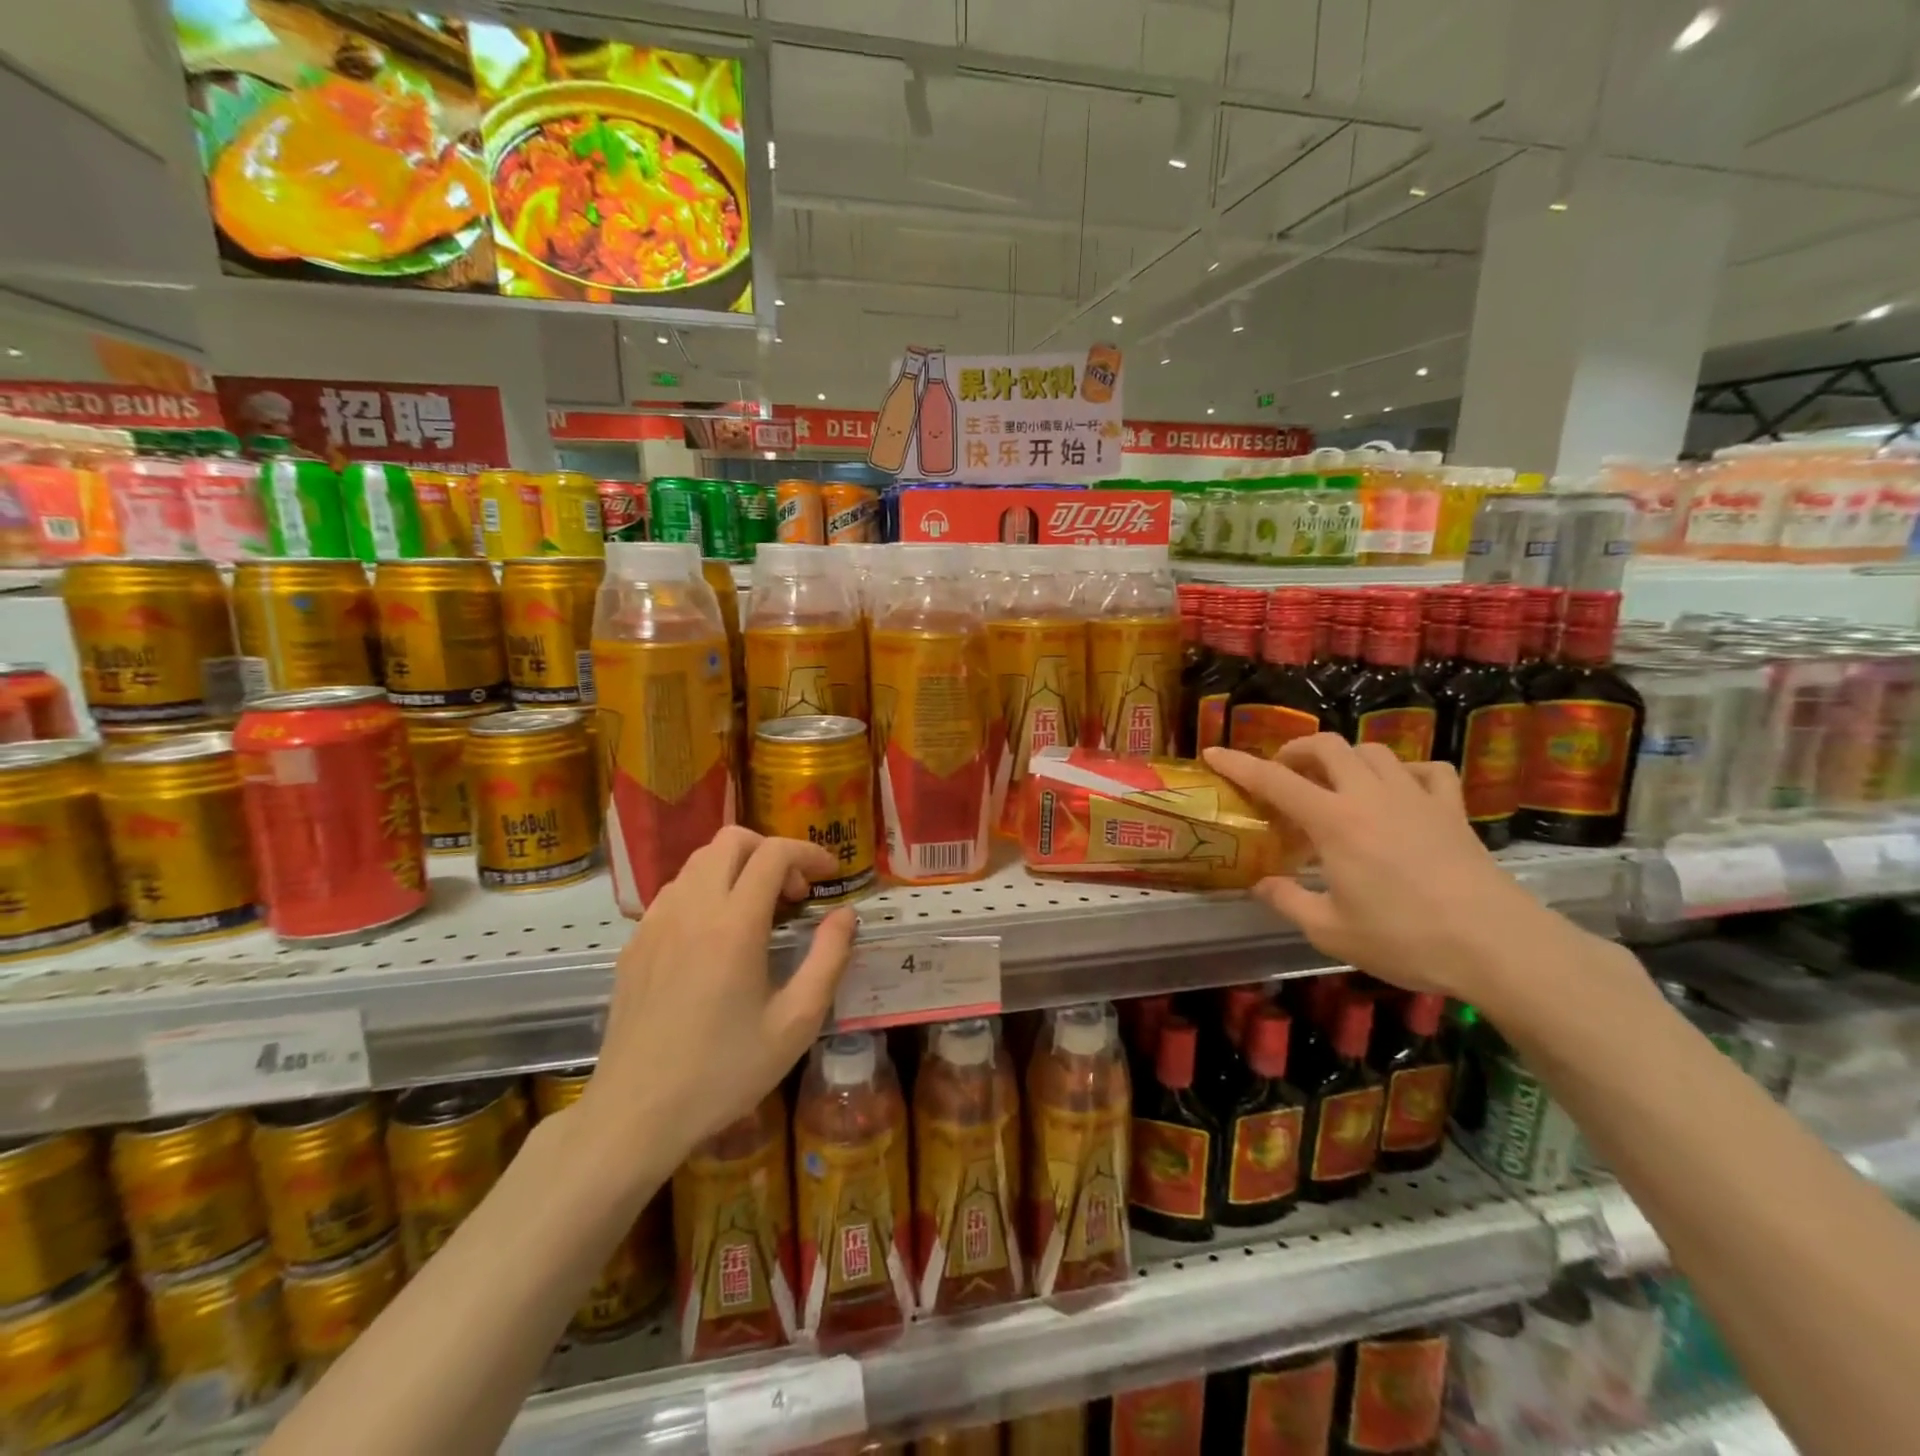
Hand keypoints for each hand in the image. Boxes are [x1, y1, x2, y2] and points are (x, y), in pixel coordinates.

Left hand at [577, 827, 856, 1173]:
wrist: (635, 1114)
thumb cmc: (724, 1072)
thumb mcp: (796, 1023)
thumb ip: (828, 959)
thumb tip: (845, 915)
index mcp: (734, 924)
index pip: (773, 853)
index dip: (808, 853)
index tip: (829, 875)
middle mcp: (691, 908)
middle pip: (732, 840)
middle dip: (771, 851)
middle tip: (792, 895)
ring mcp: (656, 922)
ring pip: (700, 861)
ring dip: (738, 869)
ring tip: (758, 914)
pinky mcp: (635, 942)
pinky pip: (676, 890)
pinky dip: (707, 891)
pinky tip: (717, 937)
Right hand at [1205, 737, 1566, 1003]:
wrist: (1496, 945)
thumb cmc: (1404, 938)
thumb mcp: (1330, 931)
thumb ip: (1288, 901)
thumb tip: (1261, 884)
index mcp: (1333, 821)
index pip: (1274, 780)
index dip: (1239, 764)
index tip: (1213, 753)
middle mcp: (1370, 795)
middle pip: (1327, 746)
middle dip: (1296, 750)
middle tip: (1283, 773)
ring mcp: (1416, 797)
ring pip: (1373, 750)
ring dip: (1346, 758)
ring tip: (1336, 783)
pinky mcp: (1453, 810)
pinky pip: (1426, 770)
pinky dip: (1405, 772)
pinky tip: (1399, 791)